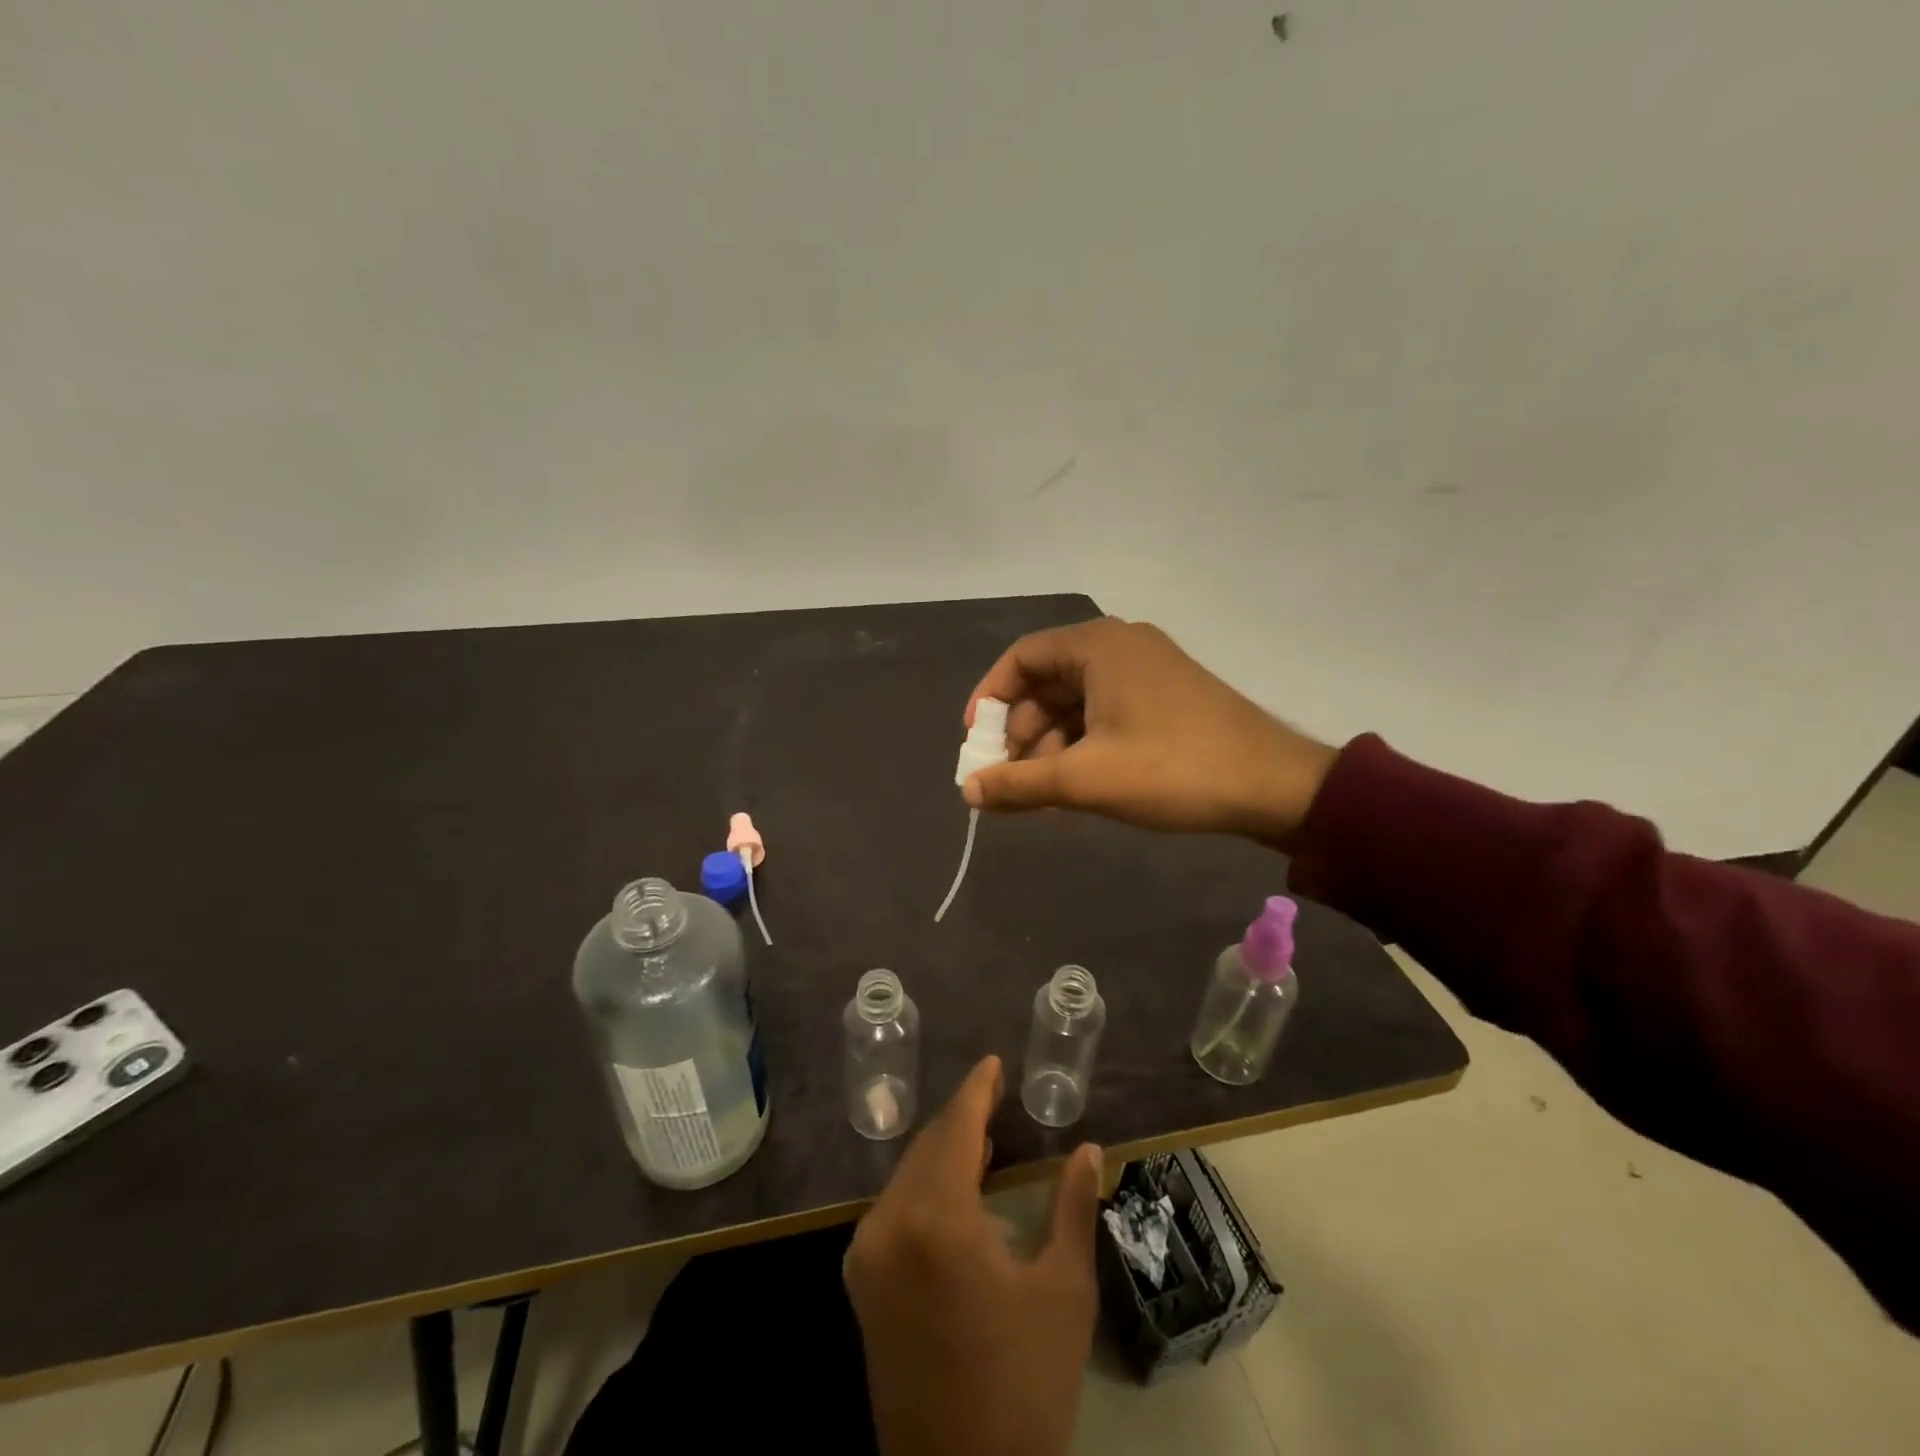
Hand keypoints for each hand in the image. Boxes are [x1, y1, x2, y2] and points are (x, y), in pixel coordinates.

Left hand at [845, 1057, 1101, 1455]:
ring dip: (944, 1148)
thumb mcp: (1063, 1292)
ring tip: (984, 1132)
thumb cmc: (1023, 1385)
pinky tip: (955, 1182)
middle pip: (929, 1145)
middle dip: (962, 1116)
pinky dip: (925, 1182)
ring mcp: (866, 1253)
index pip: (956, 1129)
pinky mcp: (860, 1280)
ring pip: (908, 1172)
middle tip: (996, 1094)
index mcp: (936, 1220)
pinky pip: (894, 1205)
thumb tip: (1089, 1148)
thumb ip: (1073, 1208)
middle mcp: (888, 1224)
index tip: (993, 1062)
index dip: (976, 1090)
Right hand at [962, 617, 1337, 847]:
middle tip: (1011, 780)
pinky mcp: (1164, 697)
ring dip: (1051, 748)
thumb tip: (968, 791)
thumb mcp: (1086, 779)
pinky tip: (1076, 789)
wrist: (1275, 786)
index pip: (1021, 658)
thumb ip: (1020, 783)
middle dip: (1022, 733)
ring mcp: (1146, 671)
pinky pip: (1104, 714)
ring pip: (1076, 703)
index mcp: (1098, 646)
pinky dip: (1083, 747)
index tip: (977, 744)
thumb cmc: (1173, 770)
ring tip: (1044, 799)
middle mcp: (1120, 647)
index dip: (990, 699)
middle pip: (1047, 682)